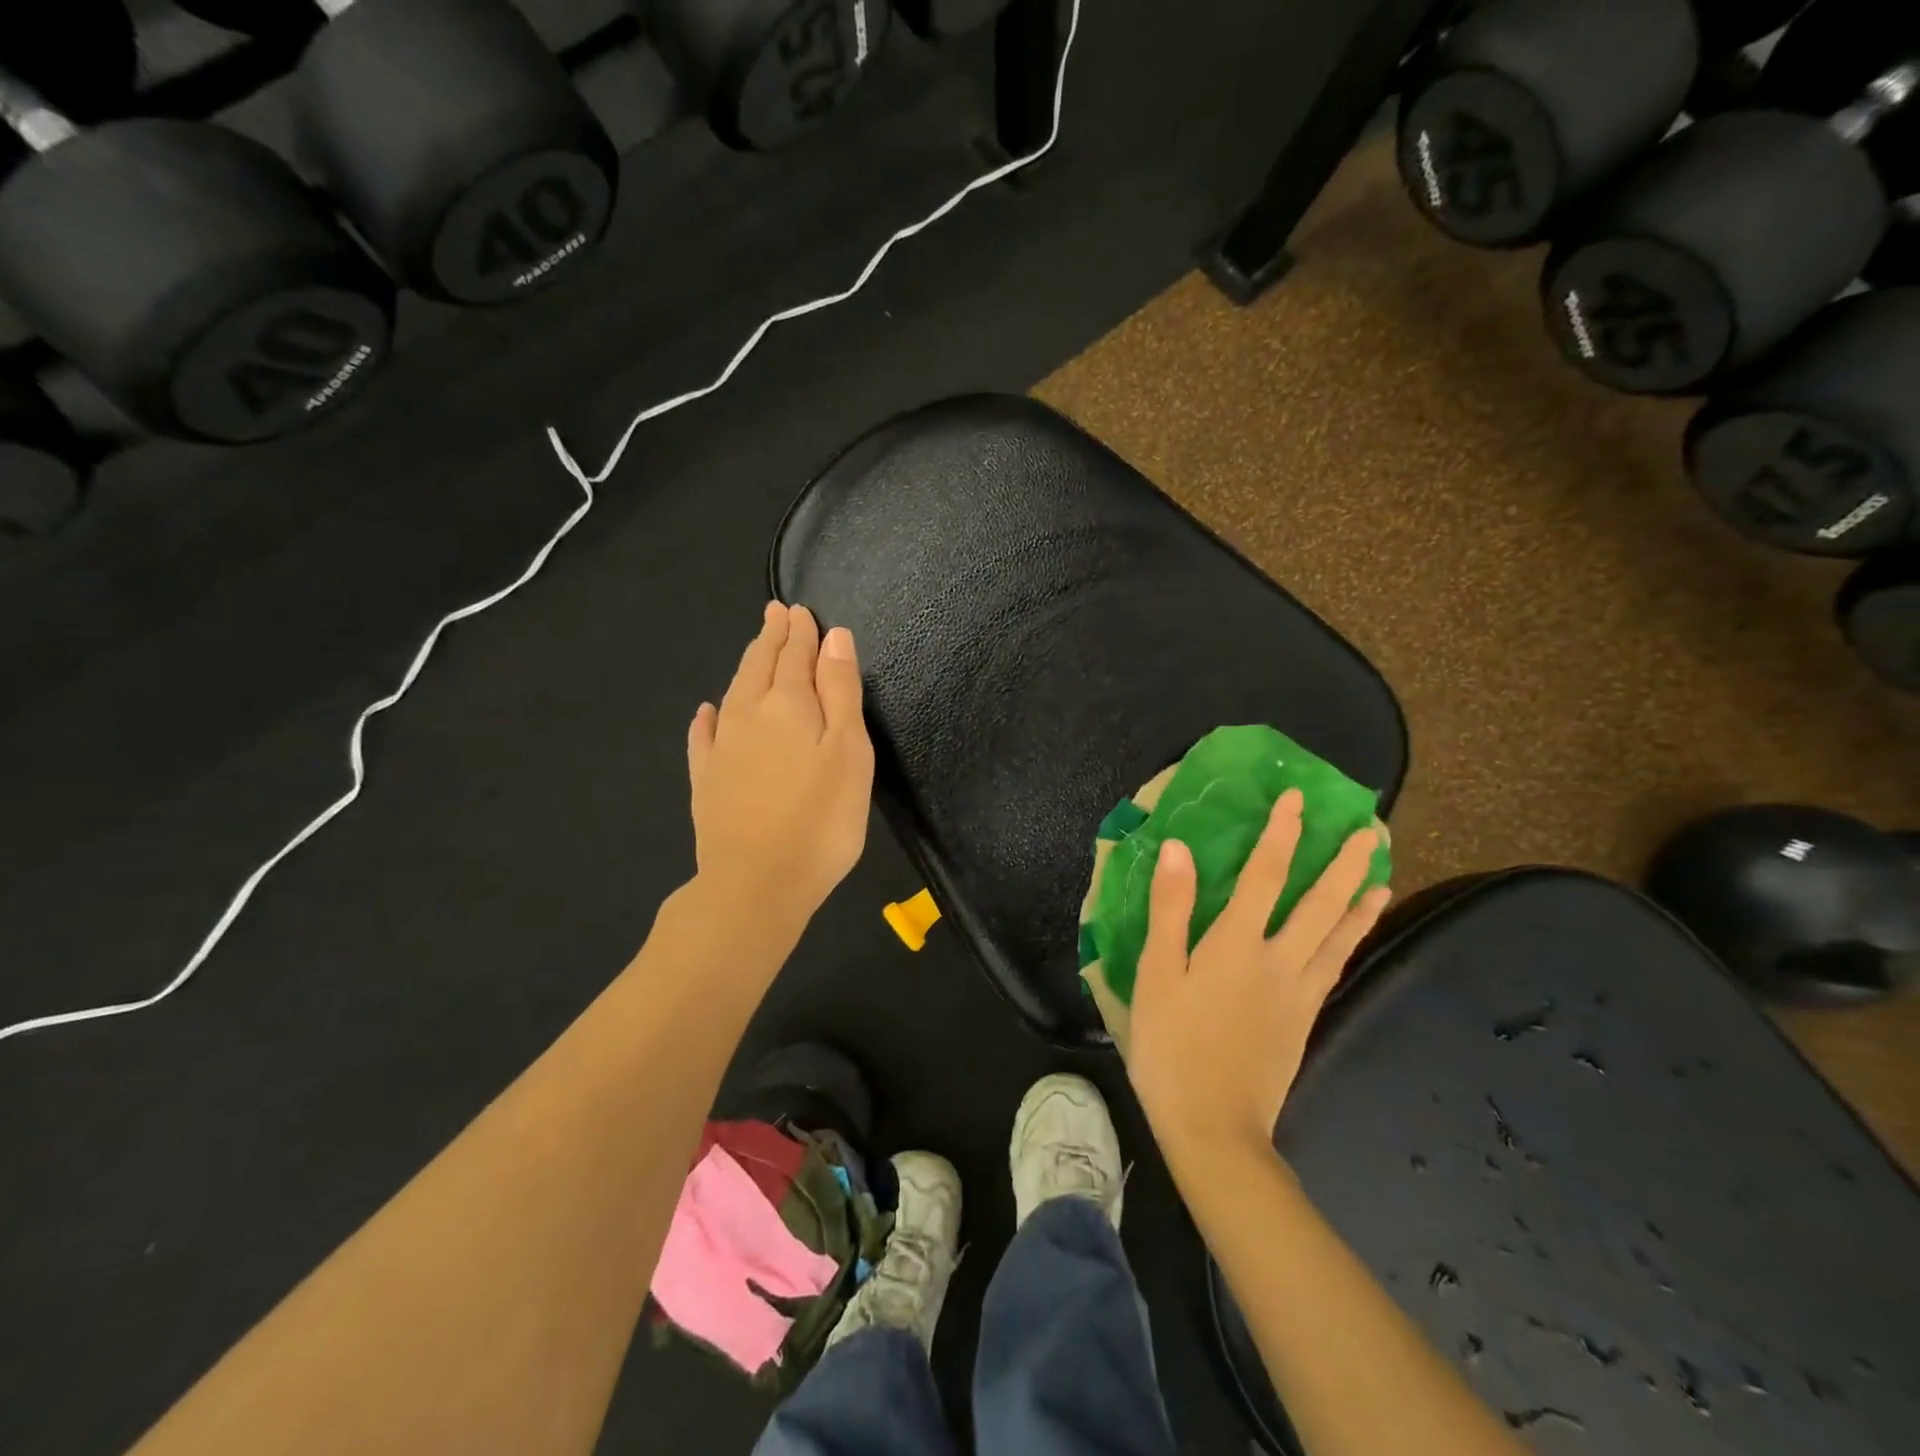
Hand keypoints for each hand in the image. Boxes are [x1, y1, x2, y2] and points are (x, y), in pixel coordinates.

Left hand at [687, 602, 874, 927]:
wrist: (756, 883)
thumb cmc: (820, 819)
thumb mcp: (848, 751)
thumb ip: (839, 692)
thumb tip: (833, 637)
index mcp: (787, 705)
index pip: (795, 656)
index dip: (801, 632)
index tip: (800, 610)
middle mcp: (748, 715)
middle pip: (760, 666)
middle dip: (771, 637)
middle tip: (775, 612)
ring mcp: (722, 749)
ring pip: (733, 692)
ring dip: (746, 665)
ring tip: (755, 646)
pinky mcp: (706, 781)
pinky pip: (703, 737)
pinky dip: (707, 718)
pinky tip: (705, 711)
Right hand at [1127, 789, 1390, 1166]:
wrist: (1214, 1126)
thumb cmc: (1172, 1045)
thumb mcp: (1157, 974)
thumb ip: (1171, 909)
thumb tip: (1179, 849)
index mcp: (1236, 944)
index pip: (1264, 875)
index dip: (1281, 834)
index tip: (1298, 798)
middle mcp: (1278, 959)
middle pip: (1319, 902)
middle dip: (1343, 860)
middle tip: (1370, 827)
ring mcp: (1298, 991)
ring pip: (1339, 934)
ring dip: (1359, 897)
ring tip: (1379, 870)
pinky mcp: (1306, 1017)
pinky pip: (1336, 966)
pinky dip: (1352, 939)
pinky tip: (1357, 930)